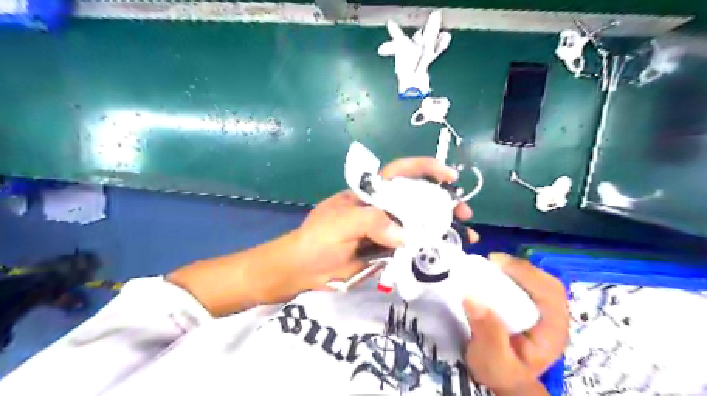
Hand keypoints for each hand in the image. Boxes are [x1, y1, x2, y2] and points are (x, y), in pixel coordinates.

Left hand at [290, 157, 476, 292]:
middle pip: (417, 198)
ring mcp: (385, 230)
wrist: (303, 269)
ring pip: (418, 224)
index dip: (426, 169)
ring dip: (442, 228)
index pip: (401, 172)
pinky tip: (445, 253)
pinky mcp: (386, 250)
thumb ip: (372, 222)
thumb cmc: (317, 238)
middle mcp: (382, 208)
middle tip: (465, 214)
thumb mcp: (342, 223)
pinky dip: (428, 249)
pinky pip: (411, 246)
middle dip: (443, 202)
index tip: (450, 177)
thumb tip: (404, 236)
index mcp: (371, 193)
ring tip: (465, 237)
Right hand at [465, 254, 567, 392]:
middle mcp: (553, 317)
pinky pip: (525, 283)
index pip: (550, 293)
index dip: (527, 273)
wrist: (505, 379)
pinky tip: (494, 273)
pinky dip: (510, 274)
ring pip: (537, 280)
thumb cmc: (501, 372)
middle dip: (519, 267)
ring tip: (490, 264)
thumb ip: (487, 334)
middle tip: (491, 261)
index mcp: (552, 331)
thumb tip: (472, 298)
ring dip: (514, 269)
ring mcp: (543, 310)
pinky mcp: (531, 306)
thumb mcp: (492, 361)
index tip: (496, 263)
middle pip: (545, 282)